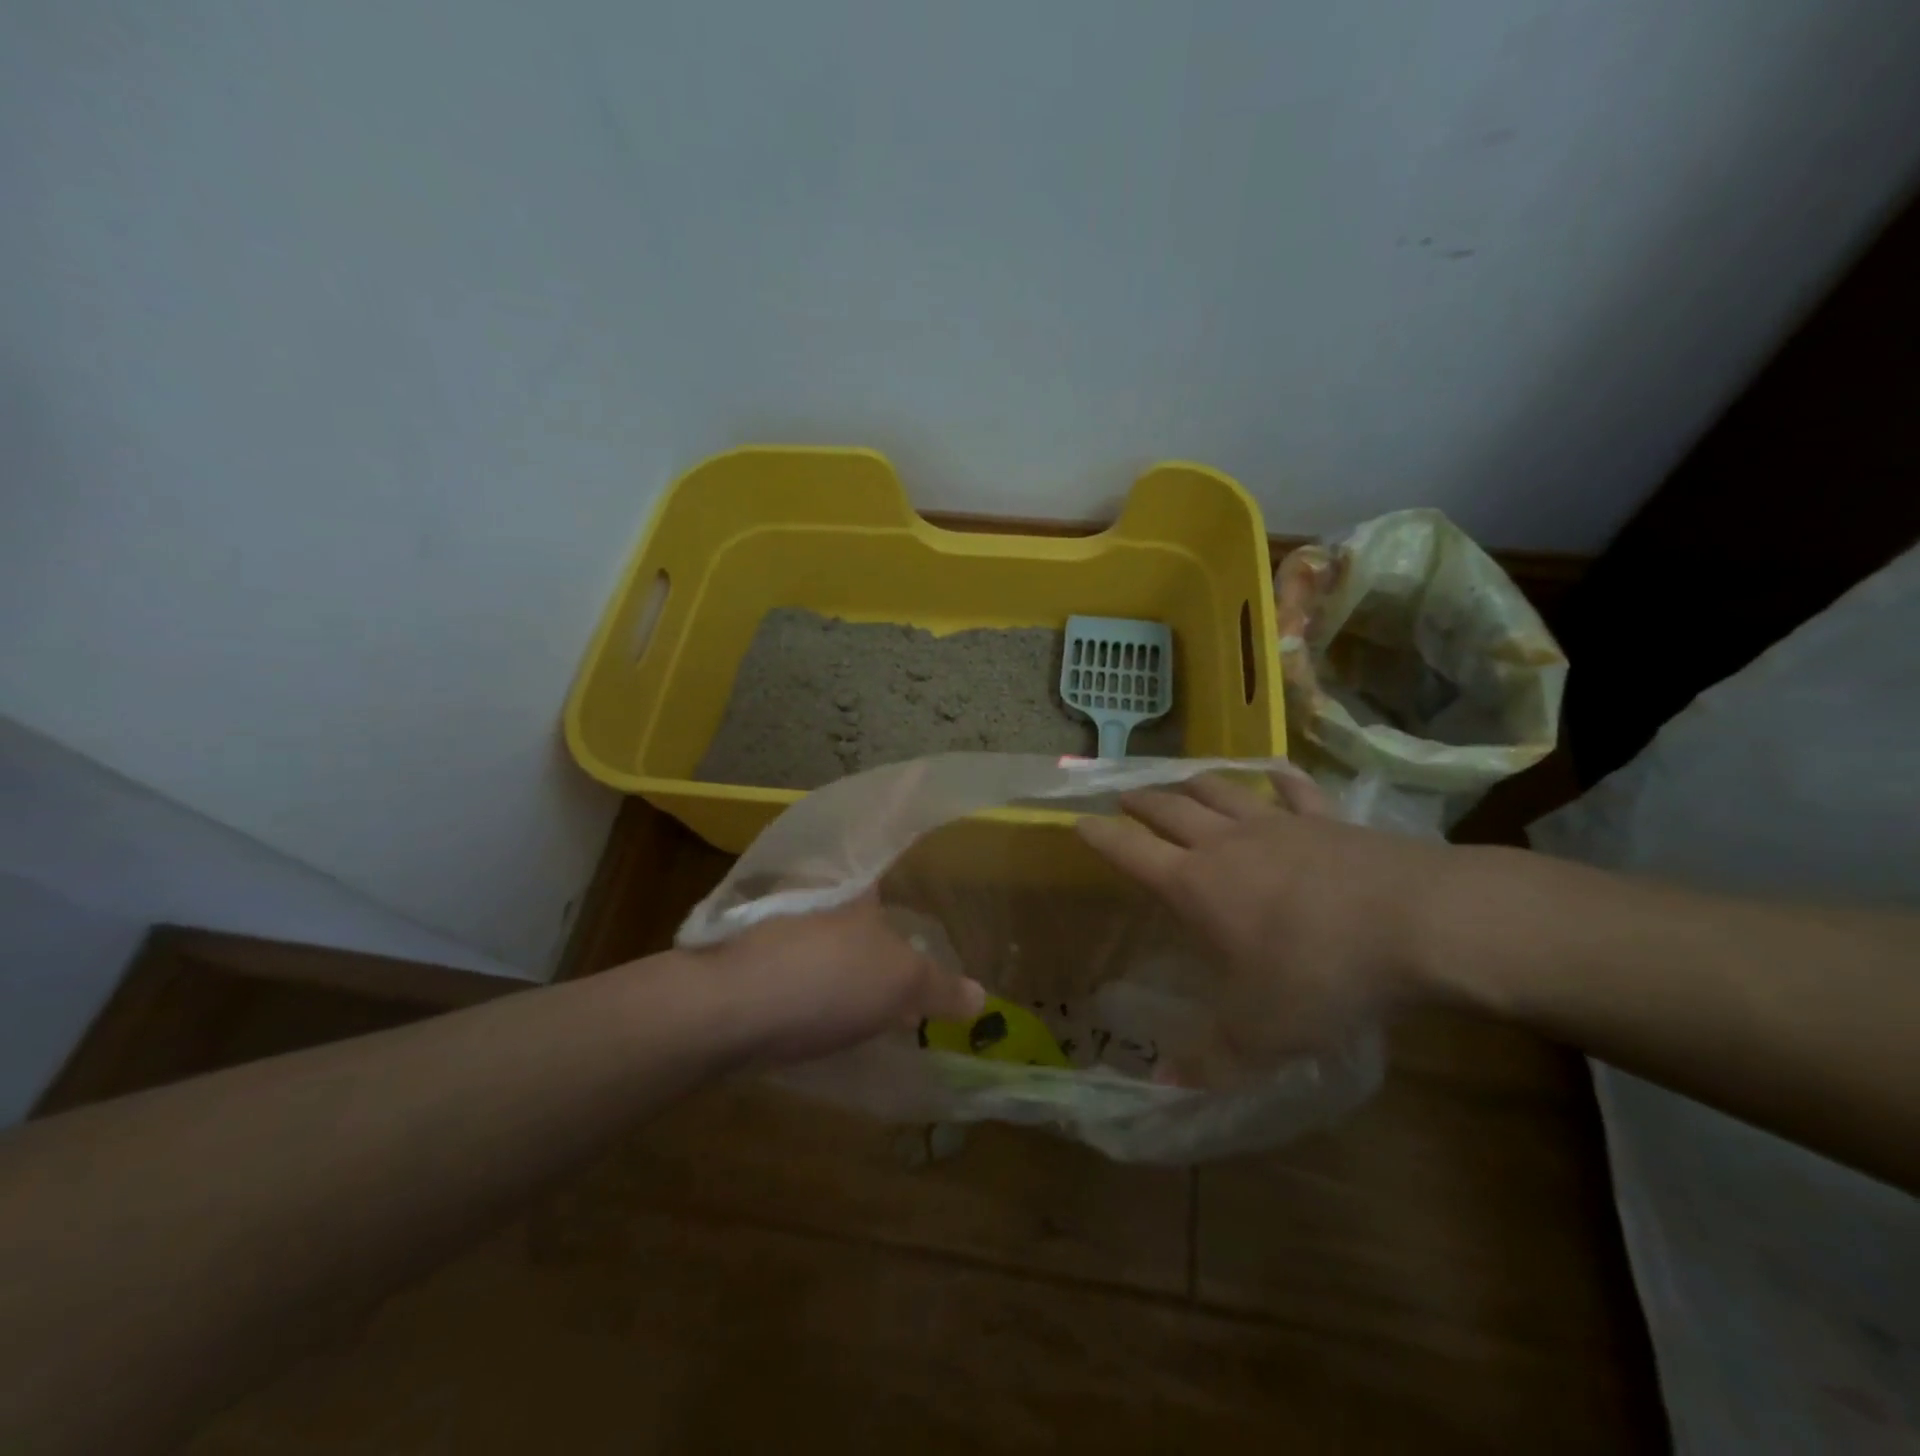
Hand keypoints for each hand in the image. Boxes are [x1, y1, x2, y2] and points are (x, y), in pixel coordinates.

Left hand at [700, 896, 985, 1067]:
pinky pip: (790, 972)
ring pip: (817, 942)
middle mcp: (813, 899)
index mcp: (854, 890)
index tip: (909, 920)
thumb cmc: (827, 979)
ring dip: (837, 966)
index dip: (896, 896)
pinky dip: (809, 989)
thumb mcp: (901, 984)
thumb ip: (941, 987)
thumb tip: (980, 995)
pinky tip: (819, 1020)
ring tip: (863, 1001)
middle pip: (849, 912)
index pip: (880, 877)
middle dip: (868, 936)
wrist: (728, 1007)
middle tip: (894, 971)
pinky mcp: (745, 966)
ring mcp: (774, 930)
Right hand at [1075, 771, 1453, 1062]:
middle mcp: (1225, 844)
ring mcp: (1278, 824)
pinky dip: (1277, 780)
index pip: (1130, 852)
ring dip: (1193, 783)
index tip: (1077, 822)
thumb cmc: (1318, 975)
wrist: (1415, 923)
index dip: (1099, 837)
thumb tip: (1163, 1087)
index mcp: (1195, 884)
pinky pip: (1293, 790)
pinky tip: (1273, 774)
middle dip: (1141, 803)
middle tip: (1123, 796)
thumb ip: (1209, 1060)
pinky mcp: (1327, 819)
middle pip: (1169, 810)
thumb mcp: (1260, 1034)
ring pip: (1221, 791)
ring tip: (1179, 780)